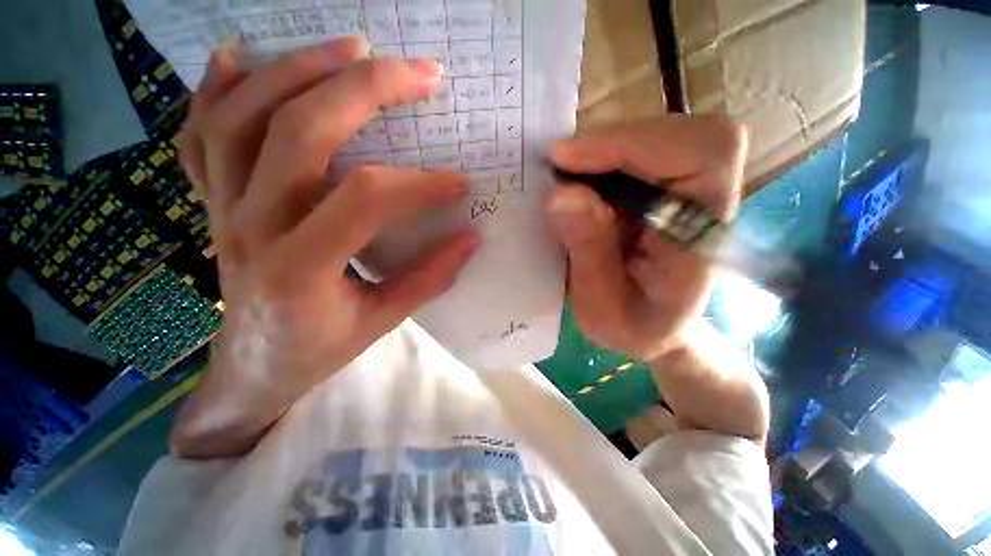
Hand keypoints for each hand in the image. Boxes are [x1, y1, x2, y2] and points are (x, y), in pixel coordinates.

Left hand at [173, 37, 477, 454]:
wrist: (252, 369)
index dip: (420, 185)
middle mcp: (249, 227)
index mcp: (298, 268)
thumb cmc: (318, 350)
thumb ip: (428, 279)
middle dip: (365, 91)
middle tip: (416, 73)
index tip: (460, 182)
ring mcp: (219, 209)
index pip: (364, 200)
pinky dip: (217, 87)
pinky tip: (243, 58)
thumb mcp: (381, 323)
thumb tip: (471, 239)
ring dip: (300, 70)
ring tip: (352, 47)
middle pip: (299, 132)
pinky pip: (200, 134)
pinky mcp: (209, 203)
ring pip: (243, 116)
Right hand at [546, 118, 747, 361]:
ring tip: (560, 178)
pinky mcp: (662, 188)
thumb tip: (560, 195)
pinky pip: (632, 153)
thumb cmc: (632, 326)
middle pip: (674, 133)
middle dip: (606, 145)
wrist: (652, 328)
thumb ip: (588, 253)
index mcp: (701, 236)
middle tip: (555, 168)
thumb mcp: (601, 306)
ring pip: (649, 137)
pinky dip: (595, 160)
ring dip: (597, 152)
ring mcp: (685, 189)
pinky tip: (573, 183)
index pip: (704, 152)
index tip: (567, 161)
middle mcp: (704, 201)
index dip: (634, 143)